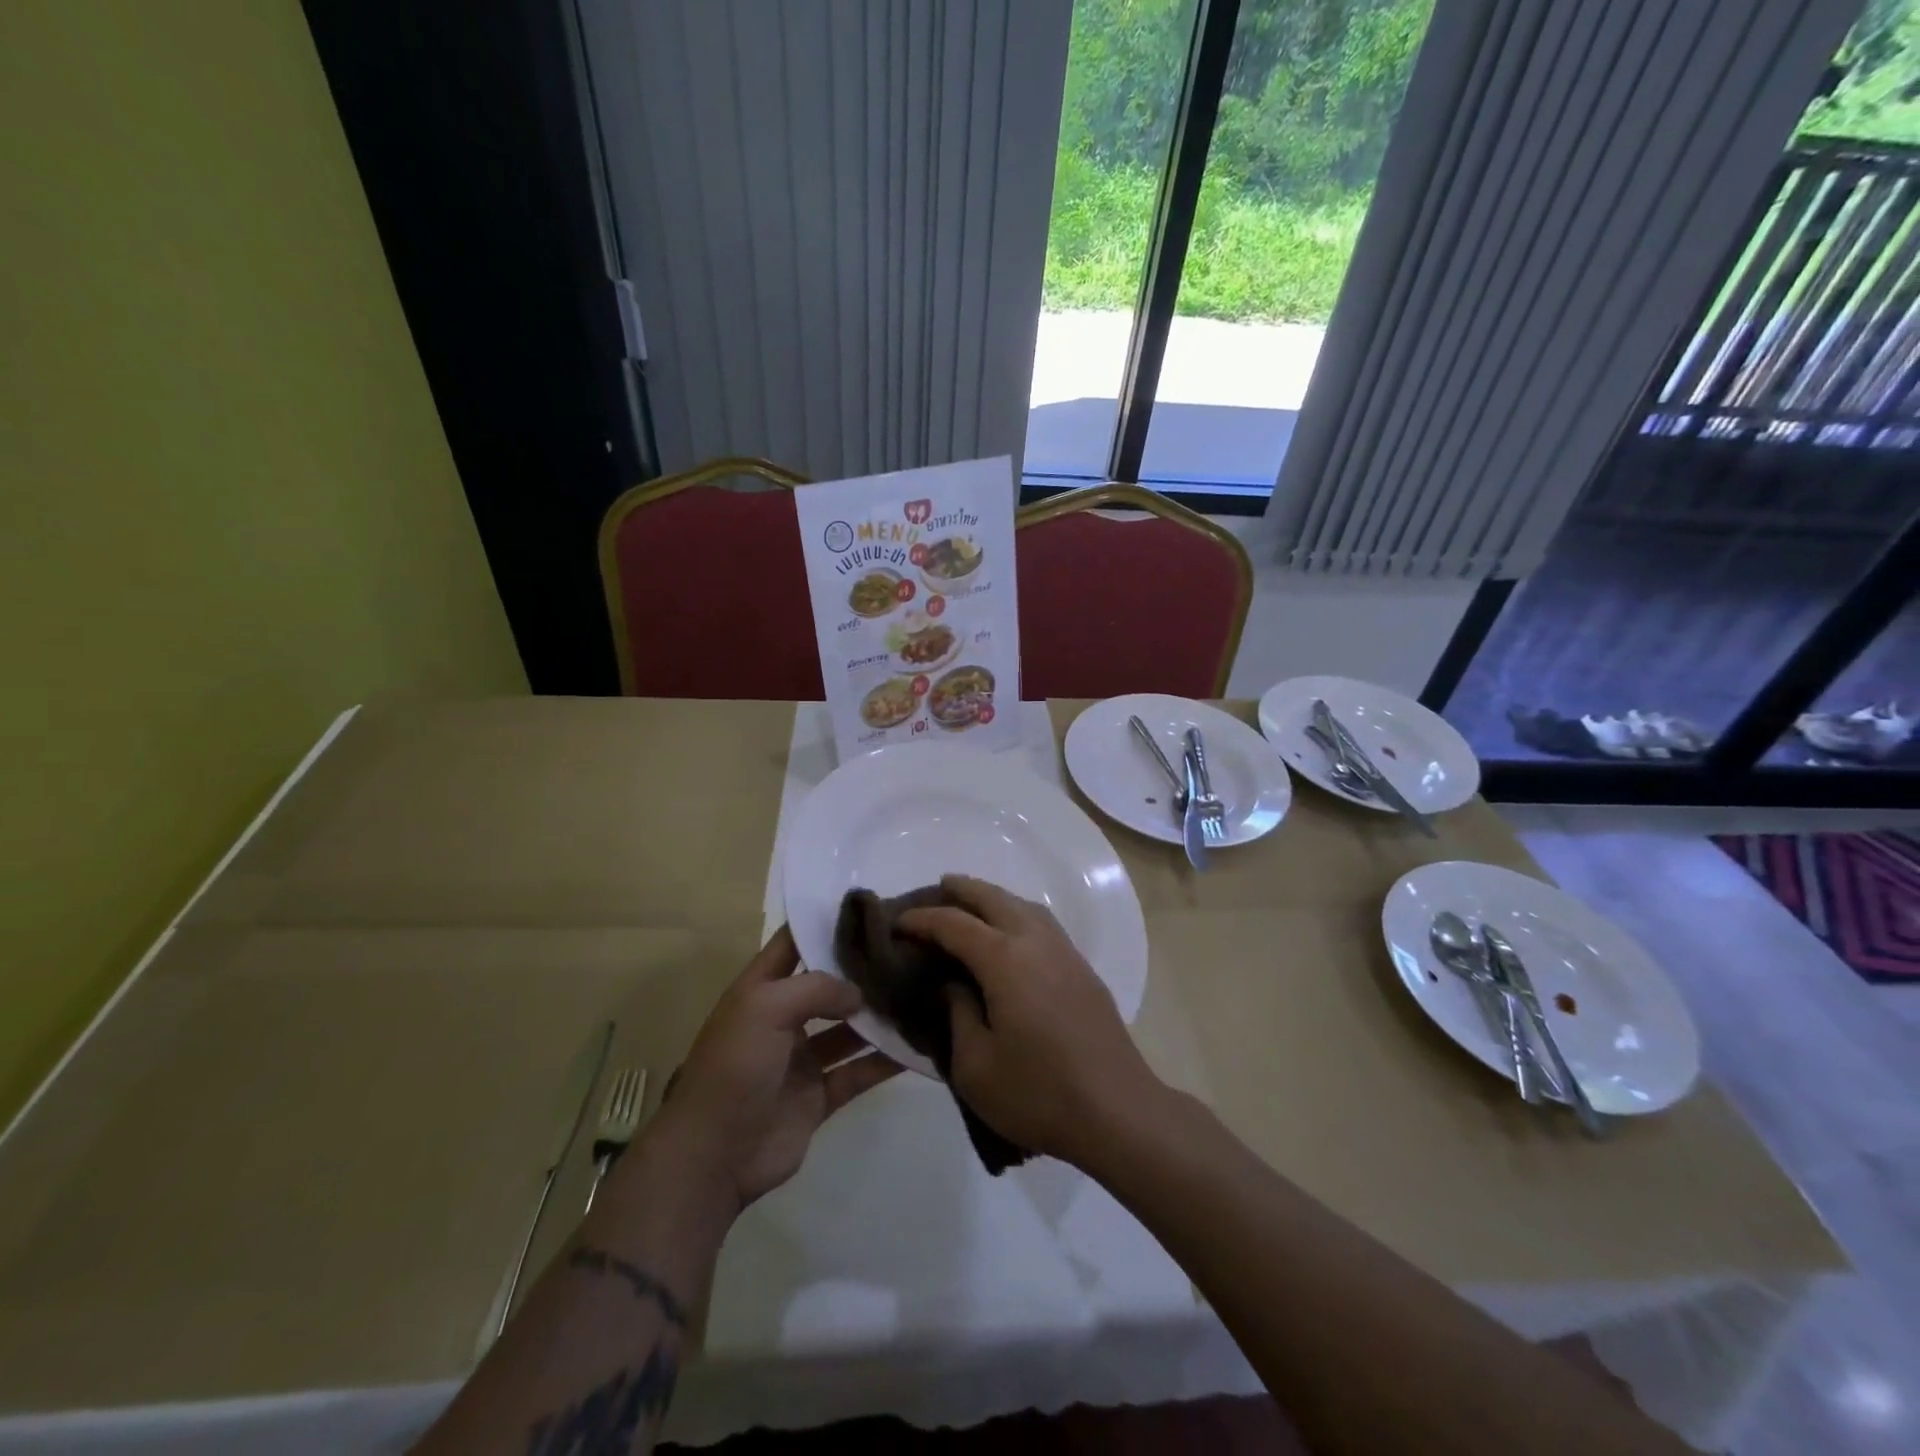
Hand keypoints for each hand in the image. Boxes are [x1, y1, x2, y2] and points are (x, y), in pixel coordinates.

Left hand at [644, 927, 901, 1217]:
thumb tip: (859, 993)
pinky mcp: (819, 1095)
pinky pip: (858, 1071)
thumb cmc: (735, 1066)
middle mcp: (783, 1018)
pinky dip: (885, 1061)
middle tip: (908, 951)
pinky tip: (917, 1046)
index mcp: (761, 989)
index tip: (868, 907)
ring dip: (878, 1016)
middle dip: (861, 971)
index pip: (793, 943)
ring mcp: (802, 1059)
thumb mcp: (766, 1007)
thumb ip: (817, 988)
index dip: (823, 923)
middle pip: (828, 985)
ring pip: (849, 1029)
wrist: (714, 1155)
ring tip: (921, 994)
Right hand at [897, 875, 1159, 1167]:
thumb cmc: (1038, 1093)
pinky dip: (1018, 914)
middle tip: (936, 888)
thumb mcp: (975, 1065)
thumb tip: (951, 984)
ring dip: (994, 897)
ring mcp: (1065, 952)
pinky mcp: (1083, 969)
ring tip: (972, 904)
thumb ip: (957, 1014)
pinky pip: (1043, 923)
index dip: (922, 920)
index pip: (954, 924)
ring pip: (1024, 905)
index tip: (896, 924)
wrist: (1118, 1111)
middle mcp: (1035, 942)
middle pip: (993, 898)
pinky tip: (1012, 933)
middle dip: (962, 889)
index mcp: (1004, 960)